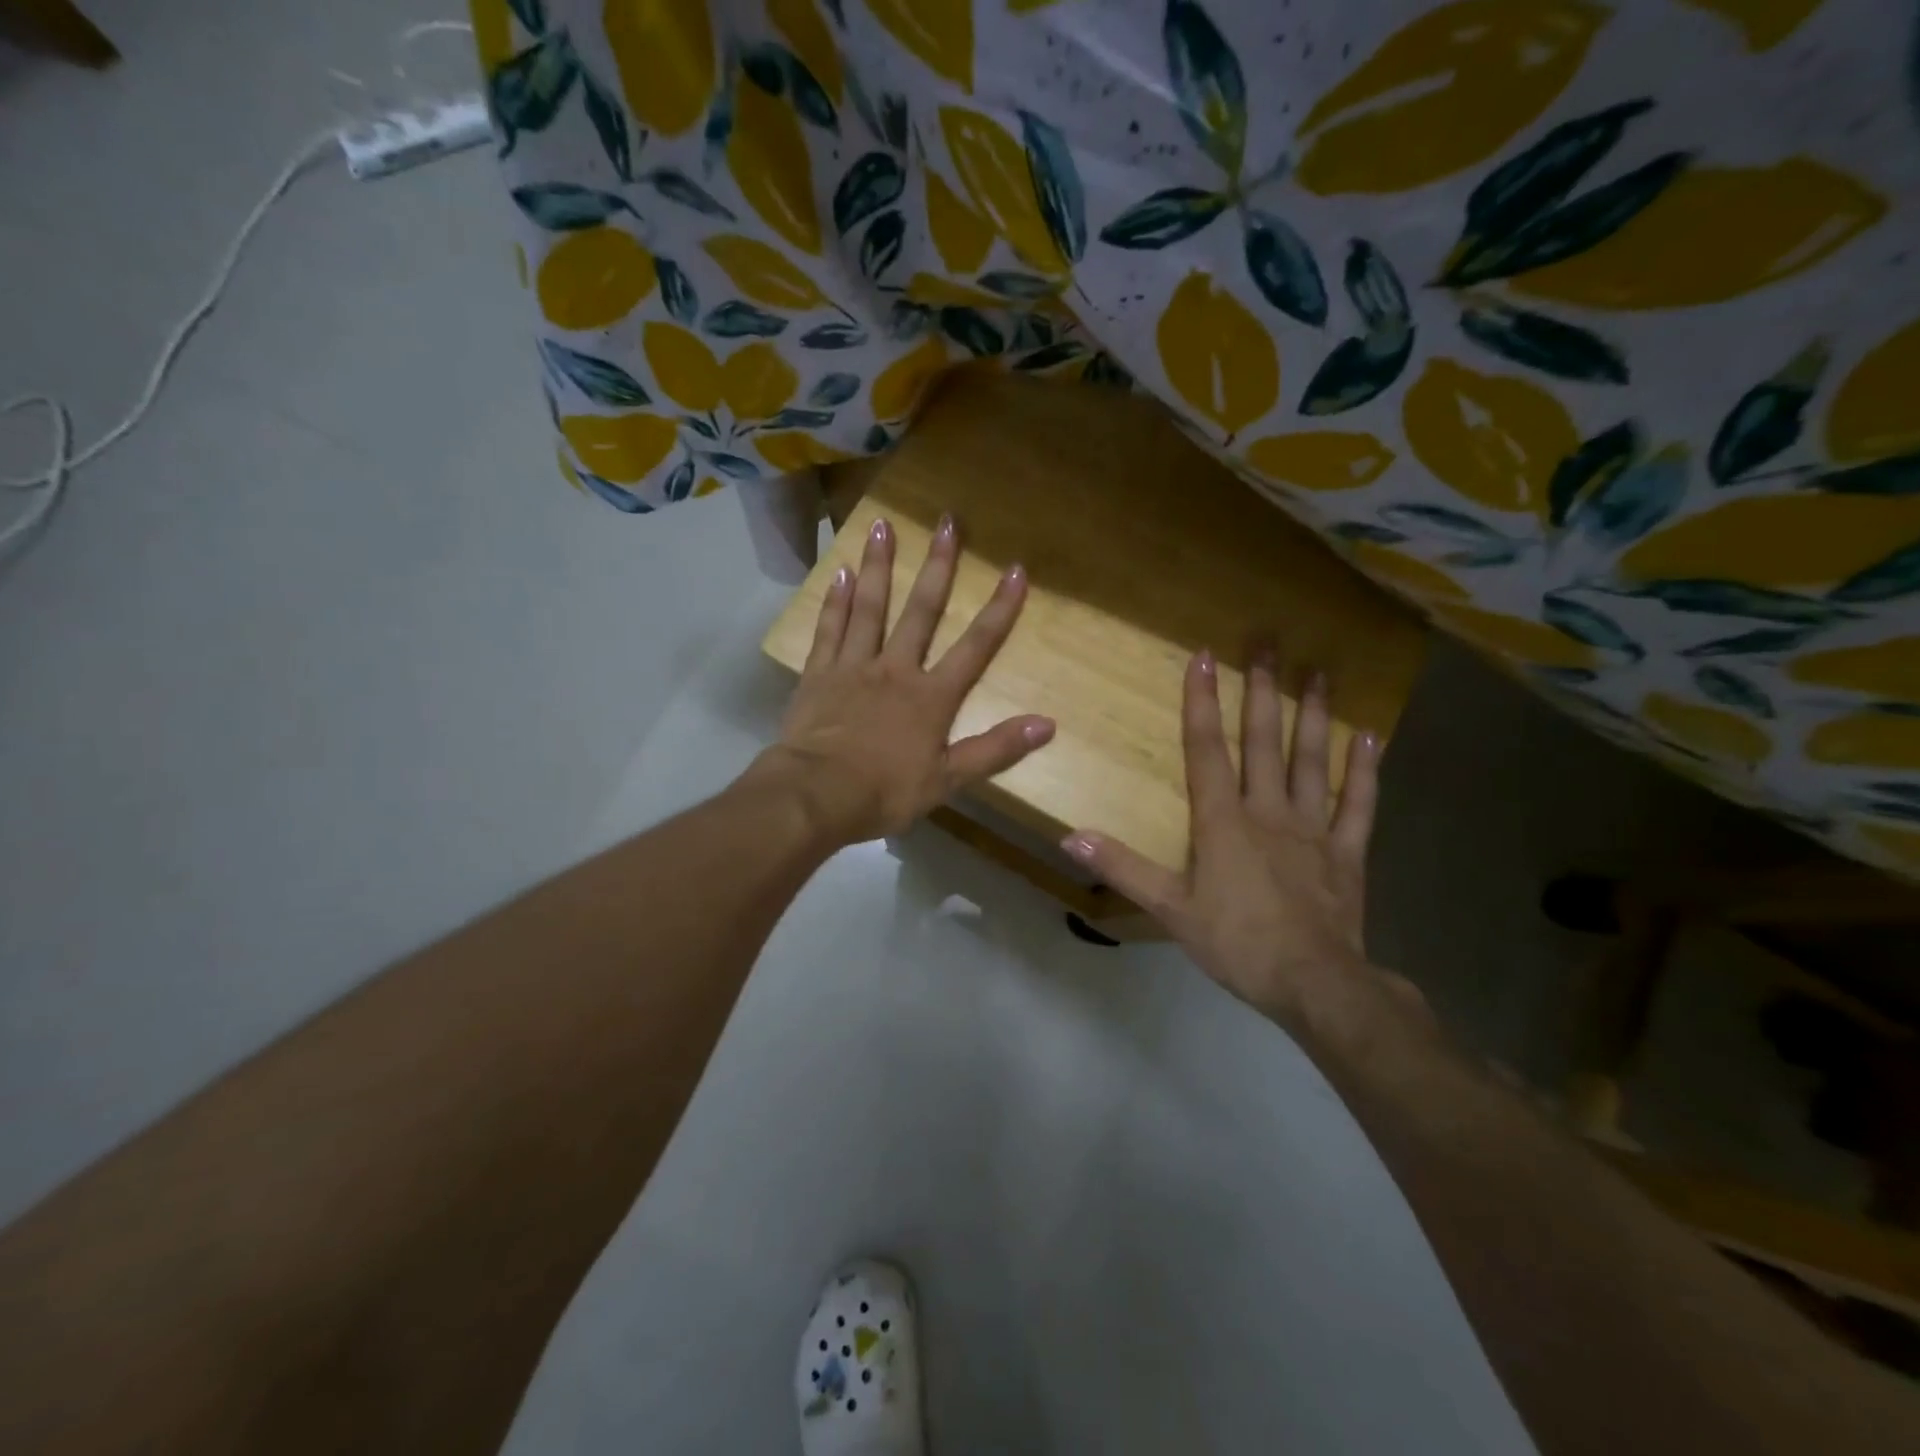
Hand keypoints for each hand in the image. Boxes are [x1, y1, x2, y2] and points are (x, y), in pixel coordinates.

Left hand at [759, 513, 1053, 846]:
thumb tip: (1048, 725)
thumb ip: (996, 749)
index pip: (976, 646)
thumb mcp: (948, 779)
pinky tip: (840, 574)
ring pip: (869, 607)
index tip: (1015, 569)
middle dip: (940, 567)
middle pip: (922, 611)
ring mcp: (853, 667)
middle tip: (947, 521)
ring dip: (879, 566)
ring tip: (881, 525)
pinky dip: (835, 601)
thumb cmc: (885, 791)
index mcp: (931, 696)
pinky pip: (829, 629)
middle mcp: (895, 669)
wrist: (816, 794)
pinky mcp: (818, 674)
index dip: (999, 609)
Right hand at [1062, 648, 1402, 1035]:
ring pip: (1312, 762)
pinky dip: (1364, 770)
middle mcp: (1269, 811)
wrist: (1315, 984)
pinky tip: (1369, 736)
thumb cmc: (1237, 943)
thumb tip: (1070, 836)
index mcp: (1224, 821)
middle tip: (1269, 642)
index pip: (1207, 751)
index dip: (1203, 703)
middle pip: (1264, 741)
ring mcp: (1313, 829)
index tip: (1205, 657)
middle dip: (1262, 690)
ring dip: (1313, 715)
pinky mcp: (1347, 852)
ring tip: (1318, 672)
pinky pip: (1358, 804)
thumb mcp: (1170, 909)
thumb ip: (1123, 868)